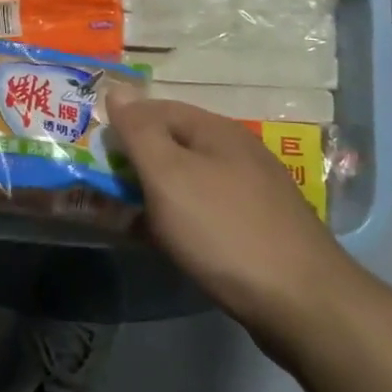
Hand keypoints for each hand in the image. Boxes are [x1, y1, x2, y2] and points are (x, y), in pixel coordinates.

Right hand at [109, 99, 360, 334]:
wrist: (301, 302)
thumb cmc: (223, 229)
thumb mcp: (168, 174)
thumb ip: (139, 131)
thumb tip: (117, 89)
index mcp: (217, 131)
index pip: (157, 109)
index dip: (122, 124)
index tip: (90, 150)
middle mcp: (237, 153)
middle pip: (173, 145)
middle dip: (135, 161)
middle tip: (100, 185)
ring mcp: (251, 193)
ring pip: (188, 181)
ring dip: (153, 193)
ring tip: (121, 214)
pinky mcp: (257, 230)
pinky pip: (203, 212)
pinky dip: (176, 219)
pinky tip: (162, 240)